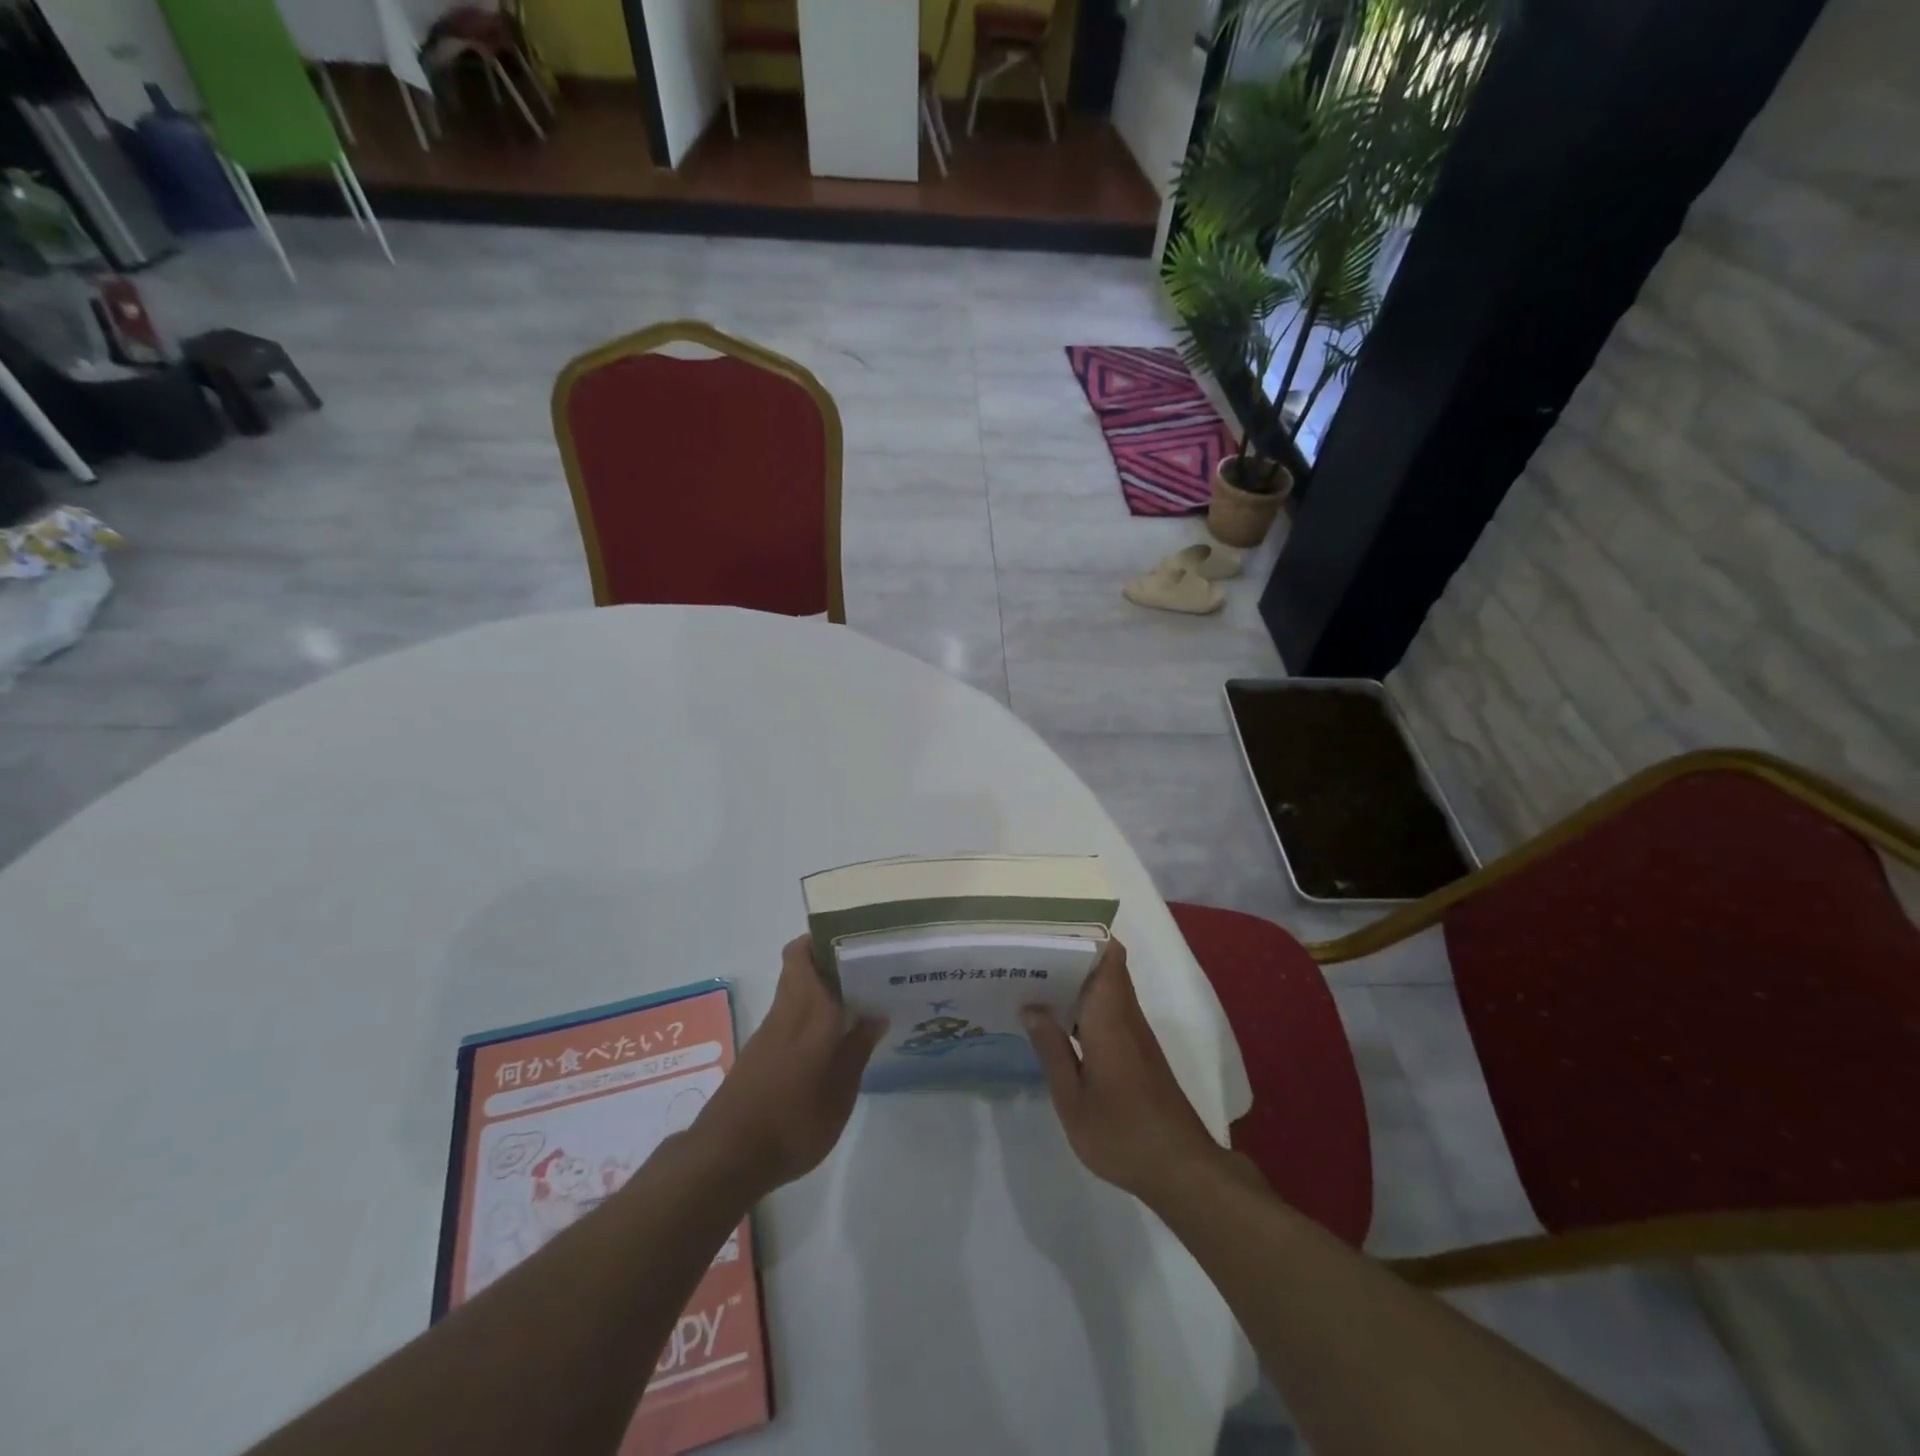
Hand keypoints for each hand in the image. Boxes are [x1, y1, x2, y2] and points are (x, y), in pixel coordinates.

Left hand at [693, 935, 886, 1200]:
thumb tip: (875, 1016)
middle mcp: (786, 1013)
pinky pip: (790, 1013)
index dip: (825, 939)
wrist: (727, 1158)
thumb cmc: (791, 1126)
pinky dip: (811, 1011)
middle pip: (797, 964)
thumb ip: (856, 1052)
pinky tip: (834, 1034)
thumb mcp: (838, 1097)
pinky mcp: (760, 1051)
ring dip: (821, 985)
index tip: (856, 940)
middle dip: (827, 958)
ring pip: (794, 987)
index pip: (804, 956)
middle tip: (866, 968)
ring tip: (859, 998)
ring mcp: (769, 1031)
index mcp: (808, 1015)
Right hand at [1023, 940, 1223, 1202]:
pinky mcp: (1138, 1051)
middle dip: (1069, 954)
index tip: (1047, 929)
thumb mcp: (1072, 1098)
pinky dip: (1084, 1005)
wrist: (1180, 1169)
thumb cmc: (1121, 1133)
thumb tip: (1031, 1006)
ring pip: (1106, 988)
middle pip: (1104, 966)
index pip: (1108, 954)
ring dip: (1075, 980)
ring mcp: (1135, 1033)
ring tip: (1031, 980)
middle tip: (1026, 954)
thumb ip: (1051, 1049)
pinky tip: (1056, 1021)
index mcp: (1110, 1017)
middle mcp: (1126, 1015)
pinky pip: (1109, 1010)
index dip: (1083, 934)